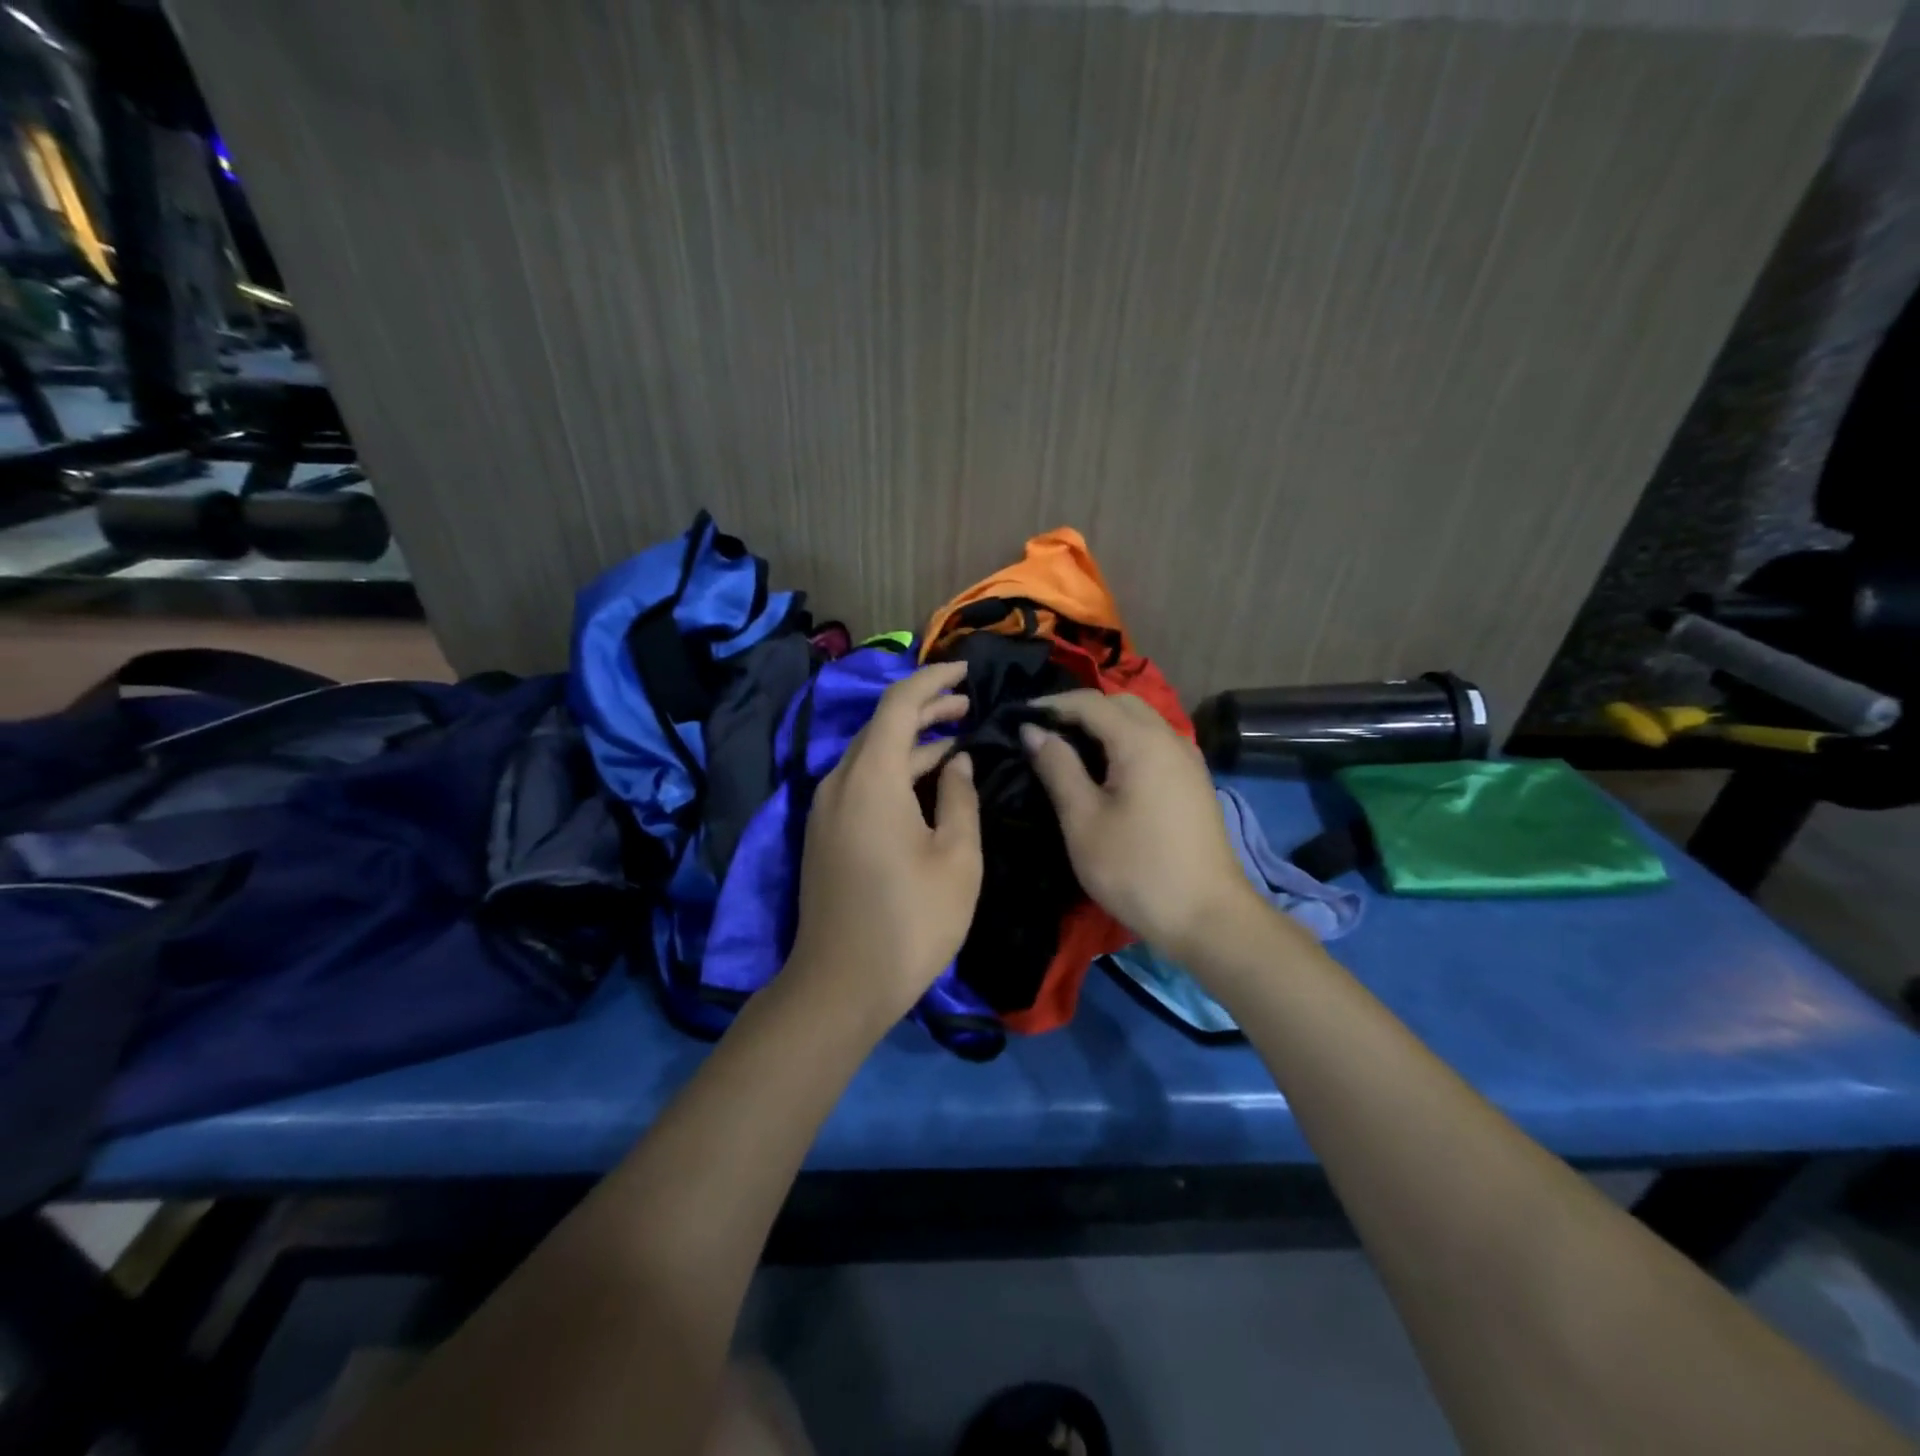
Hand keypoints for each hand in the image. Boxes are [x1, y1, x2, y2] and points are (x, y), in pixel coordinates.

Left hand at [785, 661, 982, 1028]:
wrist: (840, 985)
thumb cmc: (910, 921)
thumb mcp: (956, 858)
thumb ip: (960, 799)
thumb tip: (957, 762)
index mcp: (871, 778)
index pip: (898, 704)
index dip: (933, 680)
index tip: (967, 671)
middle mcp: (839, 782)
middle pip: (880, 725)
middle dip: (925, 708)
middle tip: (968, 705)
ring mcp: (826, 809)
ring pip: (870, 755)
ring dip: (911, 741)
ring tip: (955, 738)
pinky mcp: (825, 833)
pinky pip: (861, 782)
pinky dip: (894, 770)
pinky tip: (925, 782)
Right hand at [1022, 691, 1253, 959]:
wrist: (1208, 917)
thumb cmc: (1136, 869)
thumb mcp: (1083, 820)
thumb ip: (1057, 768)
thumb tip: (1033, 730)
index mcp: (1141, 742)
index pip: (1090, 703)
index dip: (1052, 705)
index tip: (1019, 719)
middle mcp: (1169, 738)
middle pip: (1120, 703)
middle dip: (1080, 709)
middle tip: (1044, 732)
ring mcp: (1187, 759)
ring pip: (1141, 721)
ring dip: (1104, 724)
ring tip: (1069, 748)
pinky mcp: (1193, 781)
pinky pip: (1154, 742)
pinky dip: (1125, 741)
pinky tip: (1106, 769)